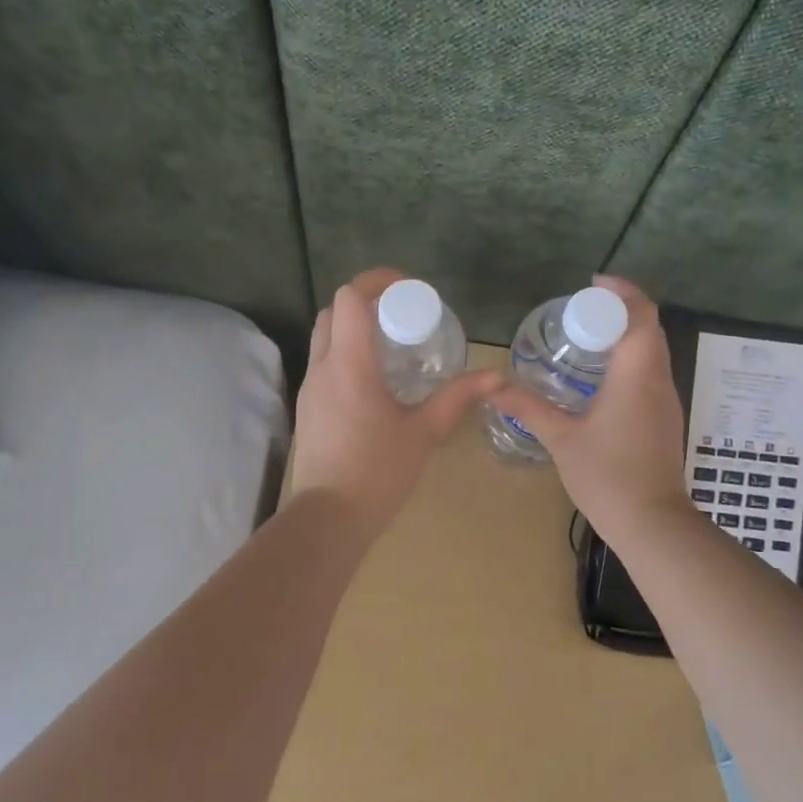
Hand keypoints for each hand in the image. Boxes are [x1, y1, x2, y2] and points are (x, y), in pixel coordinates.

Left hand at [290, 268, 501, 539]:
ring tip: (392, 345)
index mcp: (349, 366)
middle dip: (365, 303)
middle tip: (402, 316)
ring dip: (353, 328)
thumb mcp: (423, 432)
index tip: (407, 289)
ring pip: (324, 337)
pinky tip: (375, 379)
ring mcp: (310, 389)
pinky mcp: (308, 408)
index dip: (376, 282)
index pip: (349, 299)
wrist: (328, 519)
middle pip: (332, 312)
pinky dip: (346, 353)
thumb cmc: (378, 473)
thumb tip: (495, 377)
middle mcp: (322, 368)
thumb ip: (456, 398)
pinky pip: (324, 363)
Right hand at [485, 275, 694, 548]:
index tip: (592, 284)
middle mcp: (658, 380)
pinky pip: (651, 372)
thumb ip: (528, 407)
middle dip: (620, 310)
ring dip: (626, 335)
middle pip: (649, 328)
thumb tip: (493, 386)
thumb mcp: (561, 438)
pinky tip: (600, 377)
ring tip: (587, 337)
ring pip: (653, 351)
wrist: (653, 523)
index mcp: (636, 375)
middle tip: (581, 311)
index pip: (641, 315)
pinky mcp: (665, 418)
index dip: (622, 291)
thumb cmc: (607, 476)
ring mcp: (666, 400)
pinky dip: (630, 359)